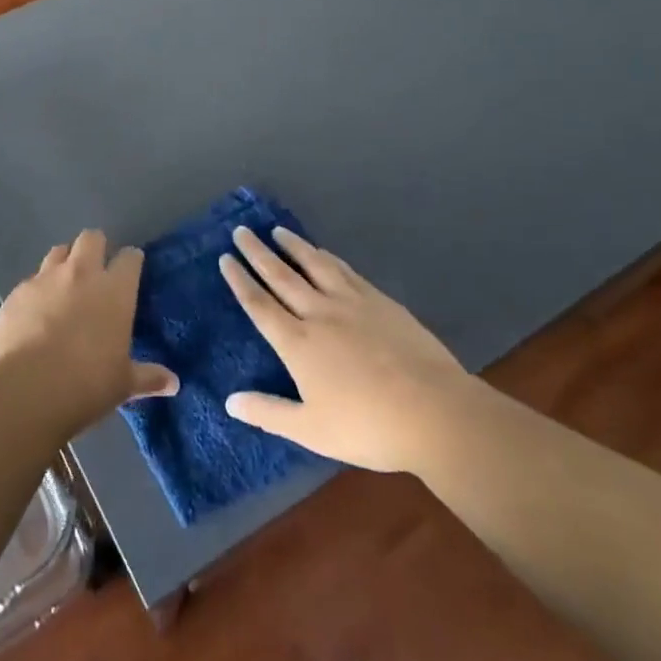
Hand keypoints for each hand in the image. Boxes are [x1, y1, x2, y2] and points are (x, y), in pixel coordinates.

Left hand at [0, 229, 178, 435]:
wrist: (27, 389)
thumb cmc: (87, 384)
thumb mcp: (123, 384)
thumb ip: (148, 377)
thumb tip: (173, 383)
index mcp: (114, 290)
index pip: (130, 258)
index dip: (131, 262)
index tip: (131, 272)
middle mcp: (81, 273)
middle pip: (91, 238)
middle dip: (96, 248)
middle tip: (96, 271)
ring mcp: (45, 279)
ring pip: (58, 252)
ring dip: (64, 263)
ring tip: (64, 286)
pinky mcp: (17, 293)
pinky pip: (31, 280)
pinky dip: (37, 290)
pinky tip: (35, 313)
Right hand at [220, 226, 468, 472]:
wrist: (434, 411)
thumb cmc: (368, 426)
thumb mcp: (312, 430)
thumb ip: (268, 413)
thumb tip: (230, 401)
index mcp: (297, 343)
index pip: (259, 305)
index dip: (240, 280)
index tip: (225, 258)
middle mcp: (319, 313)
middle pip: (281, 275)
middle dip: (258, 252)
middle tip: (242, 230)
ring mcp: (351, 303)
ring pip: (314, 265)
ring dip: (293, 246)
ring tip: (278, 230)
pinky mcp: (380, 301)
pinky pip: (345, 270)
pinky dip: (328, 257)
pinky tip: (324, 252)